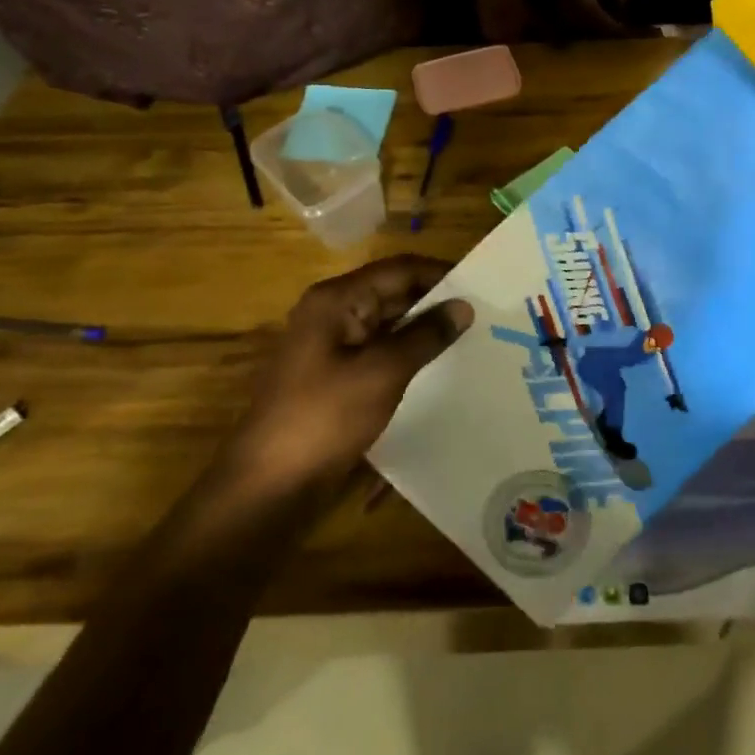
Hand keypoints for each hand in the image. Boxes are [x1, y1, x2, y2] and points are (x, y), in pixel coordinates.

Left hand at [217, 256, 472, 491]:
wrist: (268, 485)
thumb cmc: (324, 418)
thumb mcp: (382, 372)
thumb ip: (426, 335)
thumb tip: (464, 306)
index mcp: (337, 300)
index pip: (399, 269)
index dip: (441, 274)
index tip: (483, 287)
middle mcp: (333, 314)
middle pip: (394, 293)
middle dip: (436, 303)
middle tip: (486, 316)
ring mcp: (333, 346)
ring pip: (390, 325)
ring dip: (426, 331)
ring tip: (474, 340)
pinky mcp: (337, 376)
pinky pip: (381, 352)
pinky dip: (410, 355)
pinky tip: (442, 369)